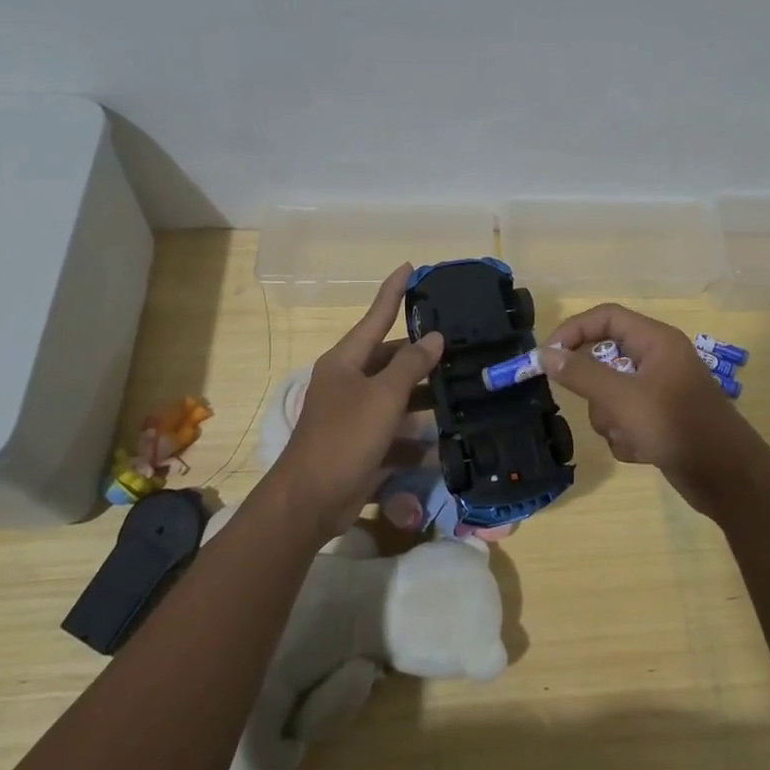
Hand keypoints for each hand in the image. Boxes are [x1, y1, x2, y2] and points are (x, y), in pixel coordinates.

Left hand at [272, 265, 443, 540]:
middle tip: (458, 346)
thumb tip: (433, 337)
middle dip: (420, 354)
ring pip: (395, 396)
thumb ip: (410, 365)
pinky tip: (440, 443)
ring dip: (422, 396)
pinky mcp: (361, 444)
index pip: (375, 316)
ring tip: (459, 389)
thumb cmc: (344, 439)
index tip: (410, 267)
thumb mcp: (383, 397)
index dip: (393, 291)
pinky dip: (413, 437)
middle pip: (389, 359)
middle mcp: (348, 382)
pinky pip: (394, 431)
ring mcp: (353, 414)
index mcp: (346, 361)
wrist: (310, 501)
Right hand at [541, 304, 757, 517]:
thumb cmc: (676, 426)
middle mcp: (657, 360)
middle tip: (603, 408)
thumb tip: (545, 354)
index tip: (546, 357)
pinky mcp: (659, 421)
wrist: (726, 477)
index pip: (605, 317)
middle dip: (596, 391)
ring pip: (610, 395)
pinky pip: (624, 420)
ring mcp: (659, 392)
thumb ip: (581, 374)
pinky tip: (643, 451)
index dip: (573, 331)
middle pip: (604, 359)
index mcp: (655, 341)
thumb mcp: (623, 398)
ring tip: (630, 435)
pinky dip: (625, 437)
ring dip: (611, 419)